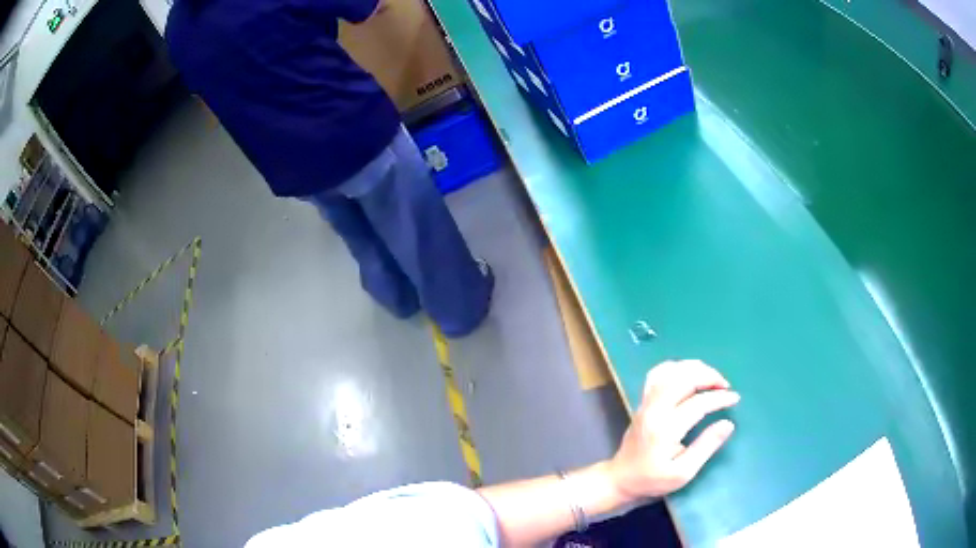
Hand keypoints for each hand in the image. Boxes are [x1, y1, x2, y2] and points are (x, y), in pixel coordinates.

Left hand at [608, 360, 738, 501]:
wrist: (620, 479)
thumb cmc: (652, 480)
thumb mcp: (683, 473)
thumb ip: (706, 446)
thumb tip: (728, 424)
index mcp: (665, 429)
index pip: (698, 403)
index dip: (720, 398)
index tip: (735, 399)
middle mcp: (654, 409)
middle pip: (683, 378)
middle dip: (709, 376)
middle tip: (725, 386)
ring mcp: (646, 402)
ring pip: (670, 371)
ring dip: (694, 369)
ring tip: (712, 379)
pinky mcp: (642, 401)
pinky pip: (658, 374)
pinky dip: (676, 368)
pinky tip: (689, 375)